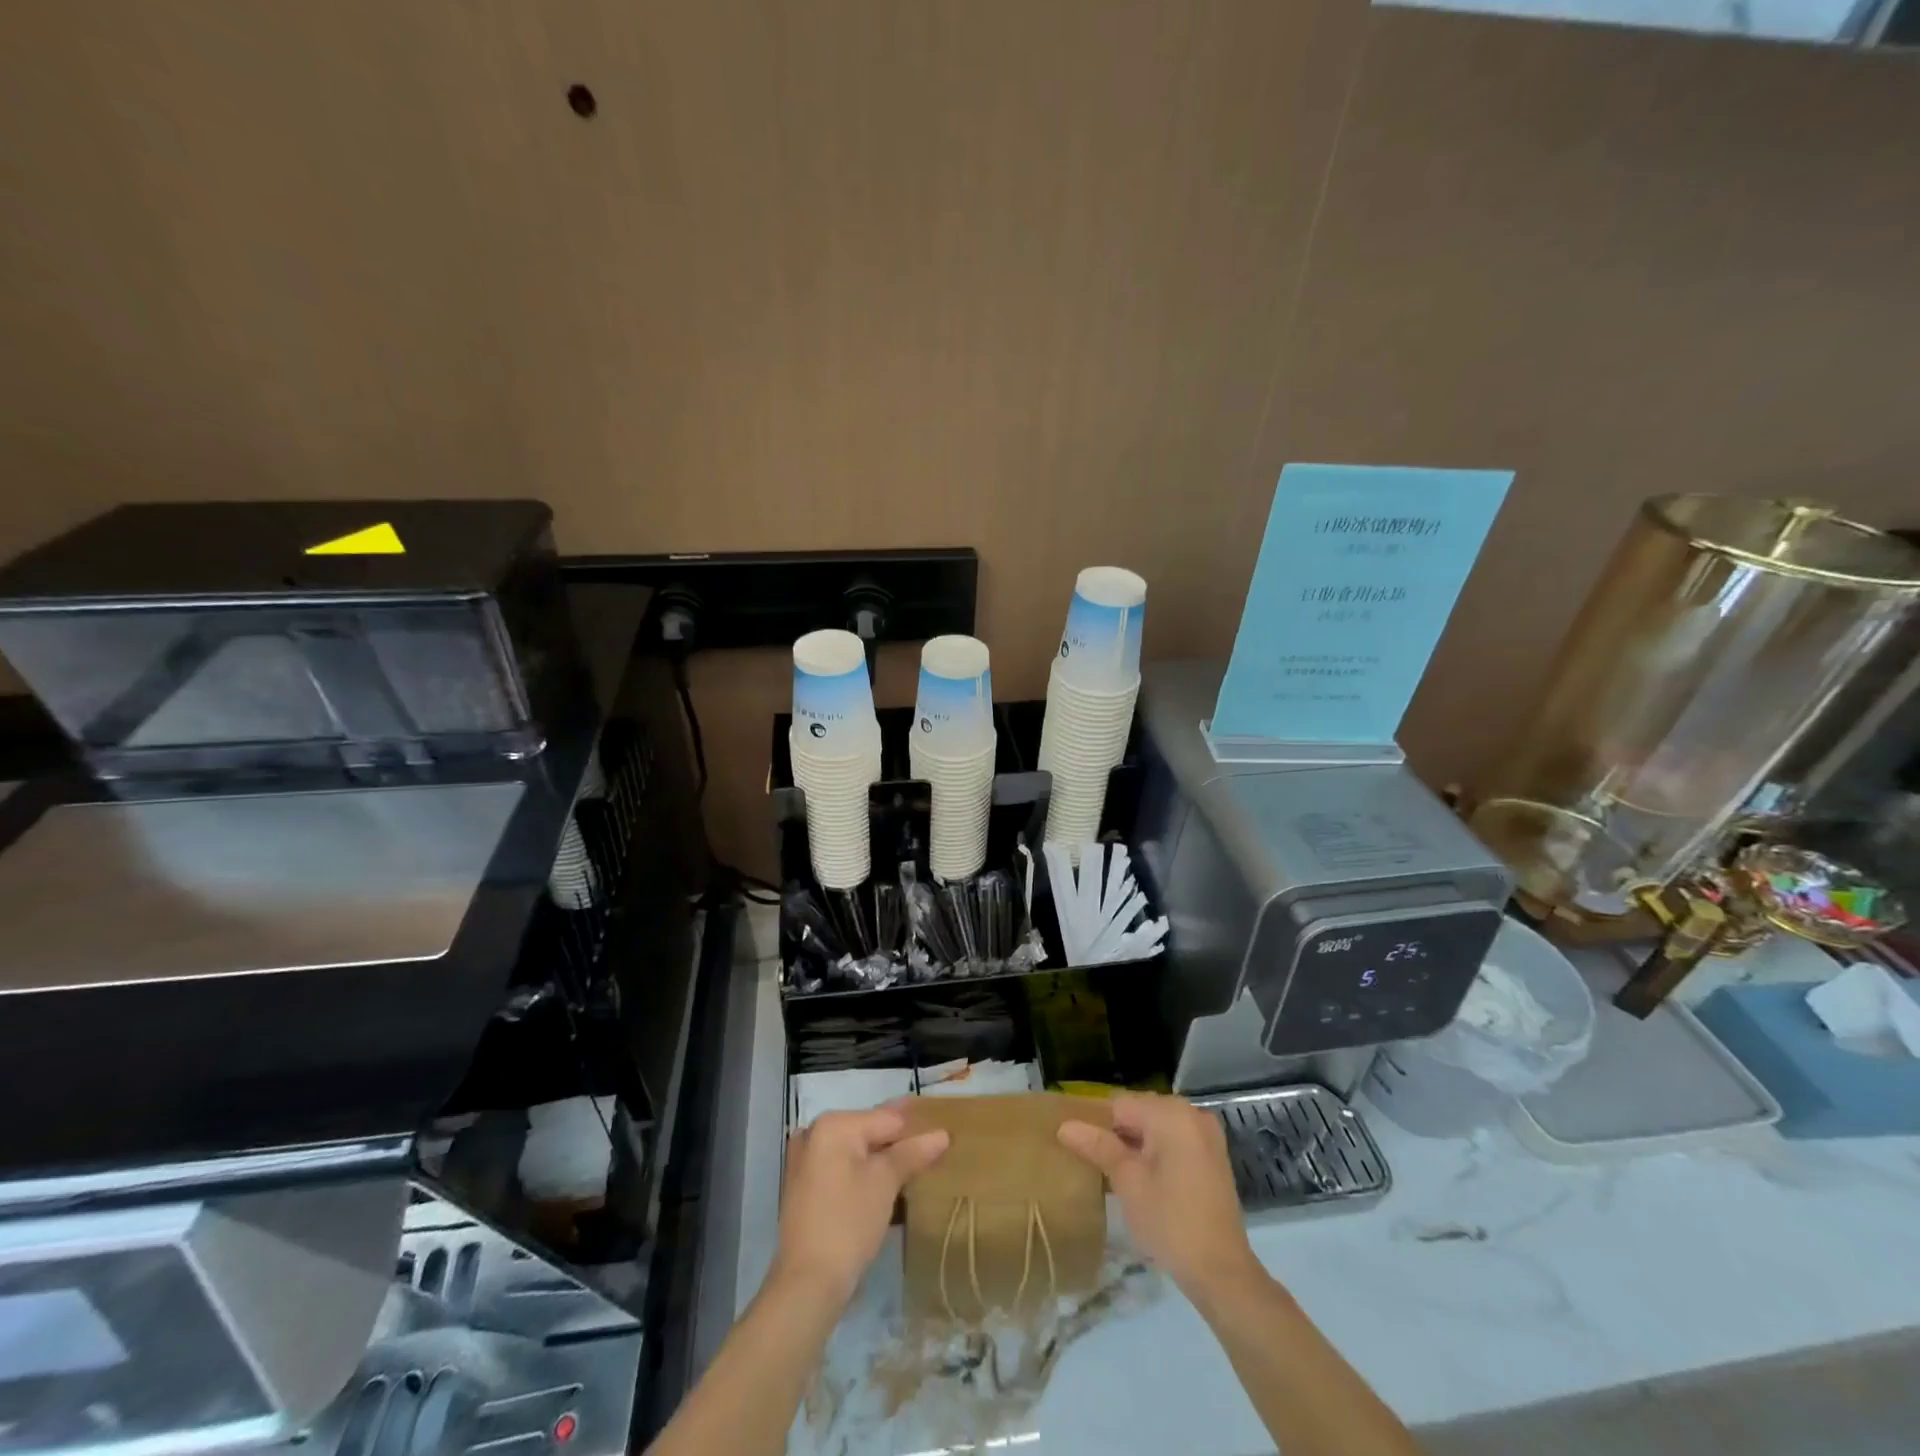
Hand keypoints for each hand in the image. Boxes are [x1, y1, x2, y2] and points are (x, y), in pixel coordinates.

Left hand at [772, 1107, 949, 1307]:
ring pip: (856, 1151)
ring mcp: (806, 1161)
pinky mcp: (805, 1188)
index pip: (887, 1118)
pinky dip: (864, 1174)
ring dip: (883, 1159)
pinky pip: (843, 1168)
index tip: (944, 1136)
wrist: (806, 1285)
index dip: (917, 1128)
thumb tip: (942, 1134)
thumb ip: (913, 1153)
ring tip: (916, 1169)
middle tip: (933, 1152)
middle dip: (899, 1143)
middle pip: (870, 1131)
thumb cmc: (848, 1223)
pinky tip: (886, 1186)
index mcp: (833, 1124)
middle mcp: (815, 1133)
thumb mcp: (885, 1183)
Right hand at [1058, 1094, 1258, 1299]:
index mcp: (1171, 1113)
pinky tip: (1144, 1178)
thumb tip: (1064, 1126)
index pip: (1120, 1105)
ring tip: (1116, 1173)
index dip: (1097, 1124)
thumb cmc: (1170, 1222)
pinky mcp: (1213, 1155)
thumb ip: (1098, 1146)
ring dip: (1136, 1144)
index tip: (1081, 1149)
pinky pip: (1175, 1140)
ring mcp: (1206, 1134)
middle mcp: (1192, 1113)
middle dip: (1118, 1134)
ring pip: (1157, 1126)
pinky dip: (1157, 1151)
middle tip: (1097, 1165)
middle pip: (1140, 1111)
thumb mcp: (1128, 1182)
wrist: (1222, 1272)